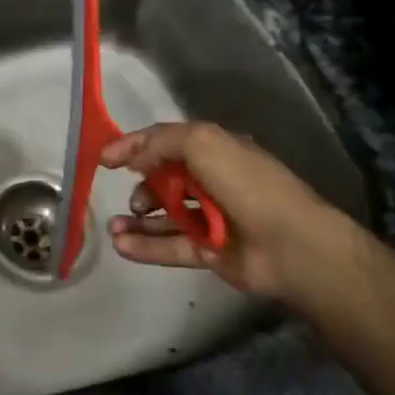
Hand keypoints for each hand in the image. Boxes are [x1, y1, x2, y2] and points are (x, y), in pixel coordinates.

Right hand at [102, 122, 357, 304]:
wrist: (290, 245)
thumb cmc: (246, 184)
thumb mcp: (202, 143)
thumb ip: (161, 143)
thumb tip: (135, 159)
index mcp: (214, 150)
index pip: (166, 142)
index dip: (134, 146)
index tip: (103, 158)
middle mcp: (212, 181)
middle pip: (164, 180)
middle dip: (140, 187)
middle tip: (130, 198)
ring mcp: (211, 219)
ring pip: (164, 216)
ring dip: (137, 220)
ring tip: (114, 227)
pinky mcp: (210, 252)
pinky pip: (171, 247)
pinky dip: (145, 246)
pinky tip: (121, 245)